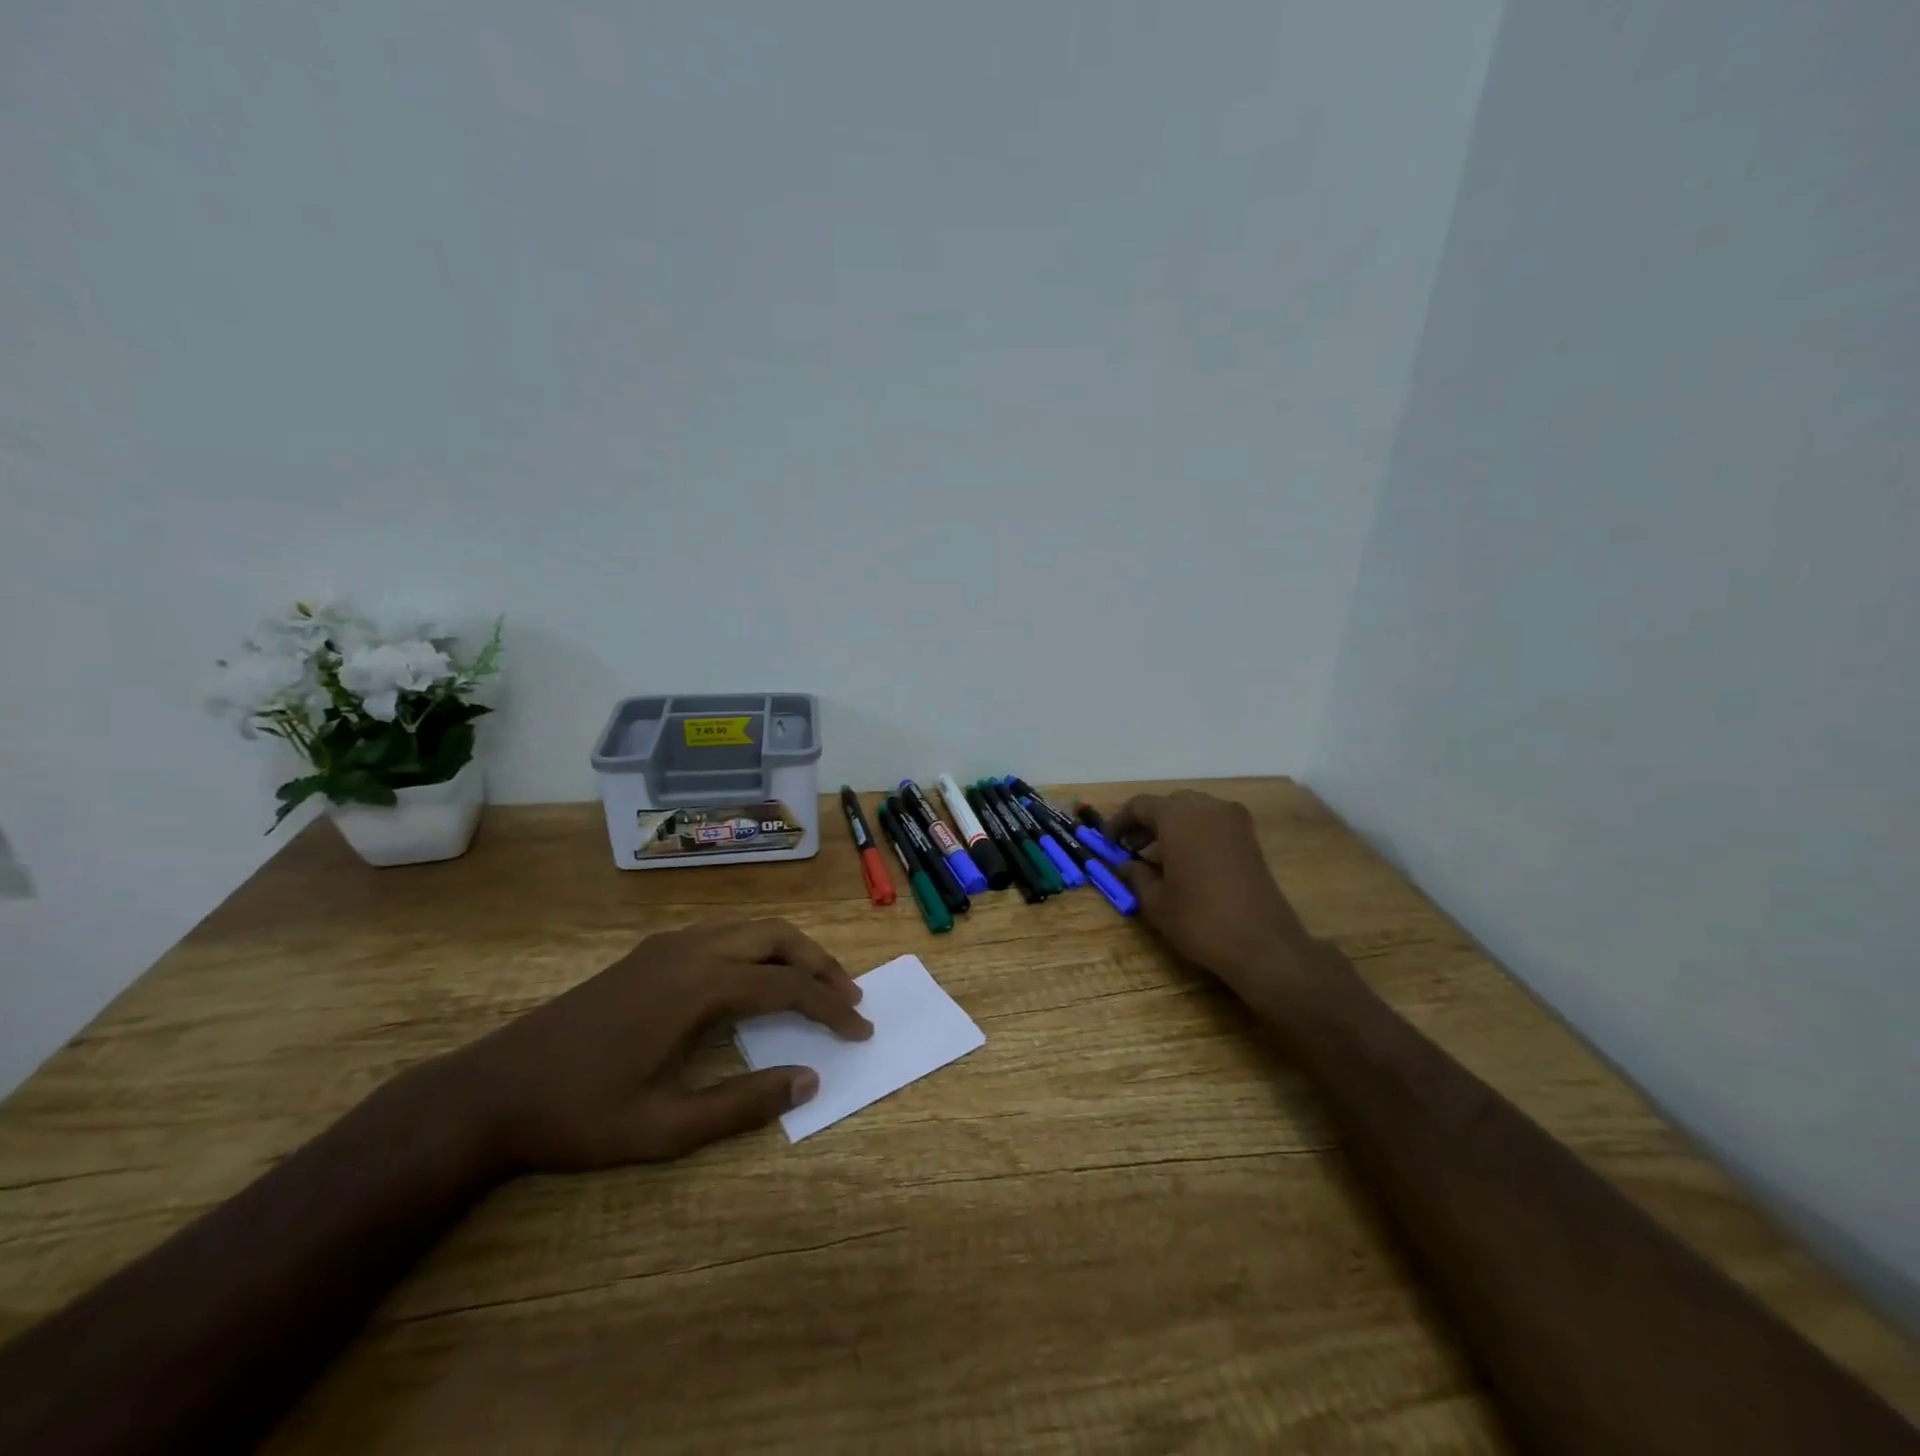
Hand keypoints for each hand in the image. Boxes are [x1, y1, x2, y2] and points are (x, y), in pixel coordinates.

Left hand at [437, 918, 871, 1172]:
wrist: (490, 1091)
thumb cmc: (577, 1115)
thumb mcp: (663, 1128)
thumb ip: (742, 1104)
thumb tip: (810, 1078)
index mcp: (698, 986)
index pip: (787, 987)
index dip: (831, 1008)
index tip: (861, 1030)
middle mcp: (690, 950)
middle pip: (777, 939)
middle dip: (821, 965)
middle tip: (849, 999)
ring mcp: (668, 945)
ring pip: (751, 928)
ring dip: (792, 952)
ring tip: (817, 985)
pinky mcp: (651, 951)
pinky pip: (724, 933)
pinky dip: (759, 947)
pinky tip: (758, 977)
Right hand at [1109, 791, 1318, 1005]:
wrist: (1264, 944)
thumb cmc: (1200, 920)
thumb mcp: (1156, 902)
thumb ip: (1136, 876)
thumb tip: (1126, 865)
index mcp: (1178, 816)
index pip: (1140, 805)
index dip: (1119, 822)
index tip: (1108, 844)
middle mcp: (1207, 807)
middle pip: (1168, 804)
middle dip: (1146, 823)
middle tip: (1131, 850)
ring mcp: (1233, 820)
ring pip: (1193, 811)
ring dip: (1171, 827)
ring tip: (1158, 858)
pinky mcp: (1250, 837)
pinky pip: (1213, 823)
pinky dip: (1195, 833)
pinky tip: (1187, 862)